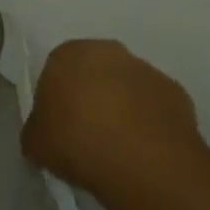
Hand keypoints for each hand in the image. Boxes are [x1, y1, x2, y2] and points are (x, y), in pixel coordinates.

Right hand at [22, 40, 203, 196]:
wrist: (141, 159)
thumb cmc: (78, 142)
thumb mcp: (36, 143)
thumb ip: (35, 130)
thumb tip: (41, 134)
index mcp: (67, 53)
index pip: (56, 71)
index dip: (57, 101)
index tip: (60, 129)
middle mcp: (106, 49)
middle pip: (93, 72)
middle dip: (91, 97)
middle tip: (88, 136)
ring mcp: (144, 68)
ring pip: (127, 86)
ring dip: (122, 108)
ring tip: (120, 149)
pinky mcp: (174, 91)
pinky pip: (154, 106)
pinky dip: (149, 123)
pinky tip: (145, 152)